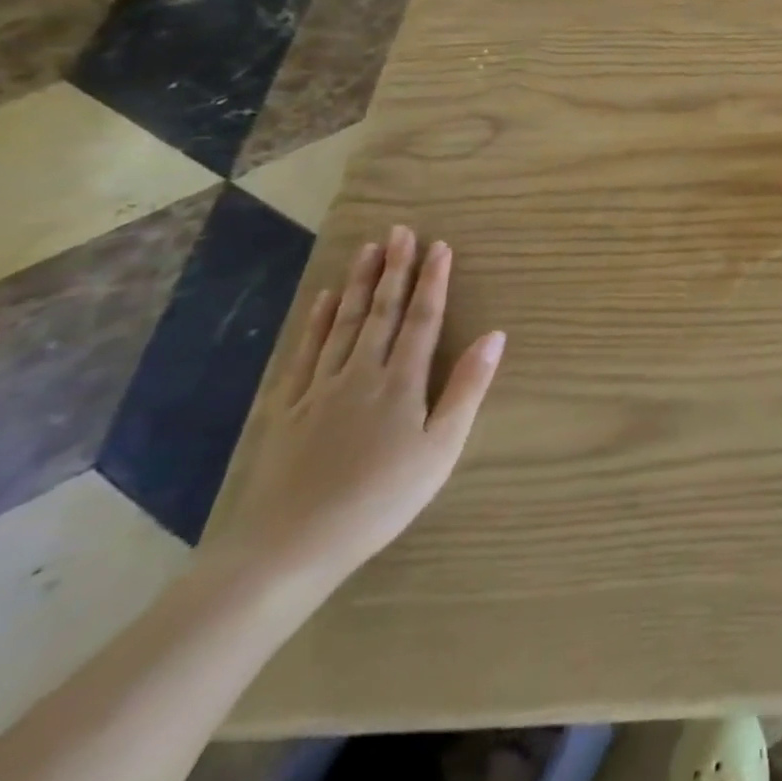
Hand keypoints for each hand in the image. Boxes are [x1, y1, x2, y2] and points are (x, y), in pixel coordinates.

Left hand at [203, 227, 504, 594]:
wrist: (287, 550)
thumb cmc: (380, 500)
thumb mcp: (440, 449)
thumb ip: (467, 389)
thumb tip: (495, 335)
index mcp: (401, 382)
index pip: (422, 319)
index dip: (433, 281)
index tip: (440, 246)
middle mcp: (360, 373)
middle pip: (381, 311)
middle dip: (395, 269)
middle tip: (400, 230)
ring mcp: (319, 389)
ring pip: (343, 324)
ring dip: (357, 284)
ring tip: (367, 250)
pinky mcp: (286, 409)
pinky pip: (304, 353)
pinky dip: (315, 322)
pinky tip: (321, 301)